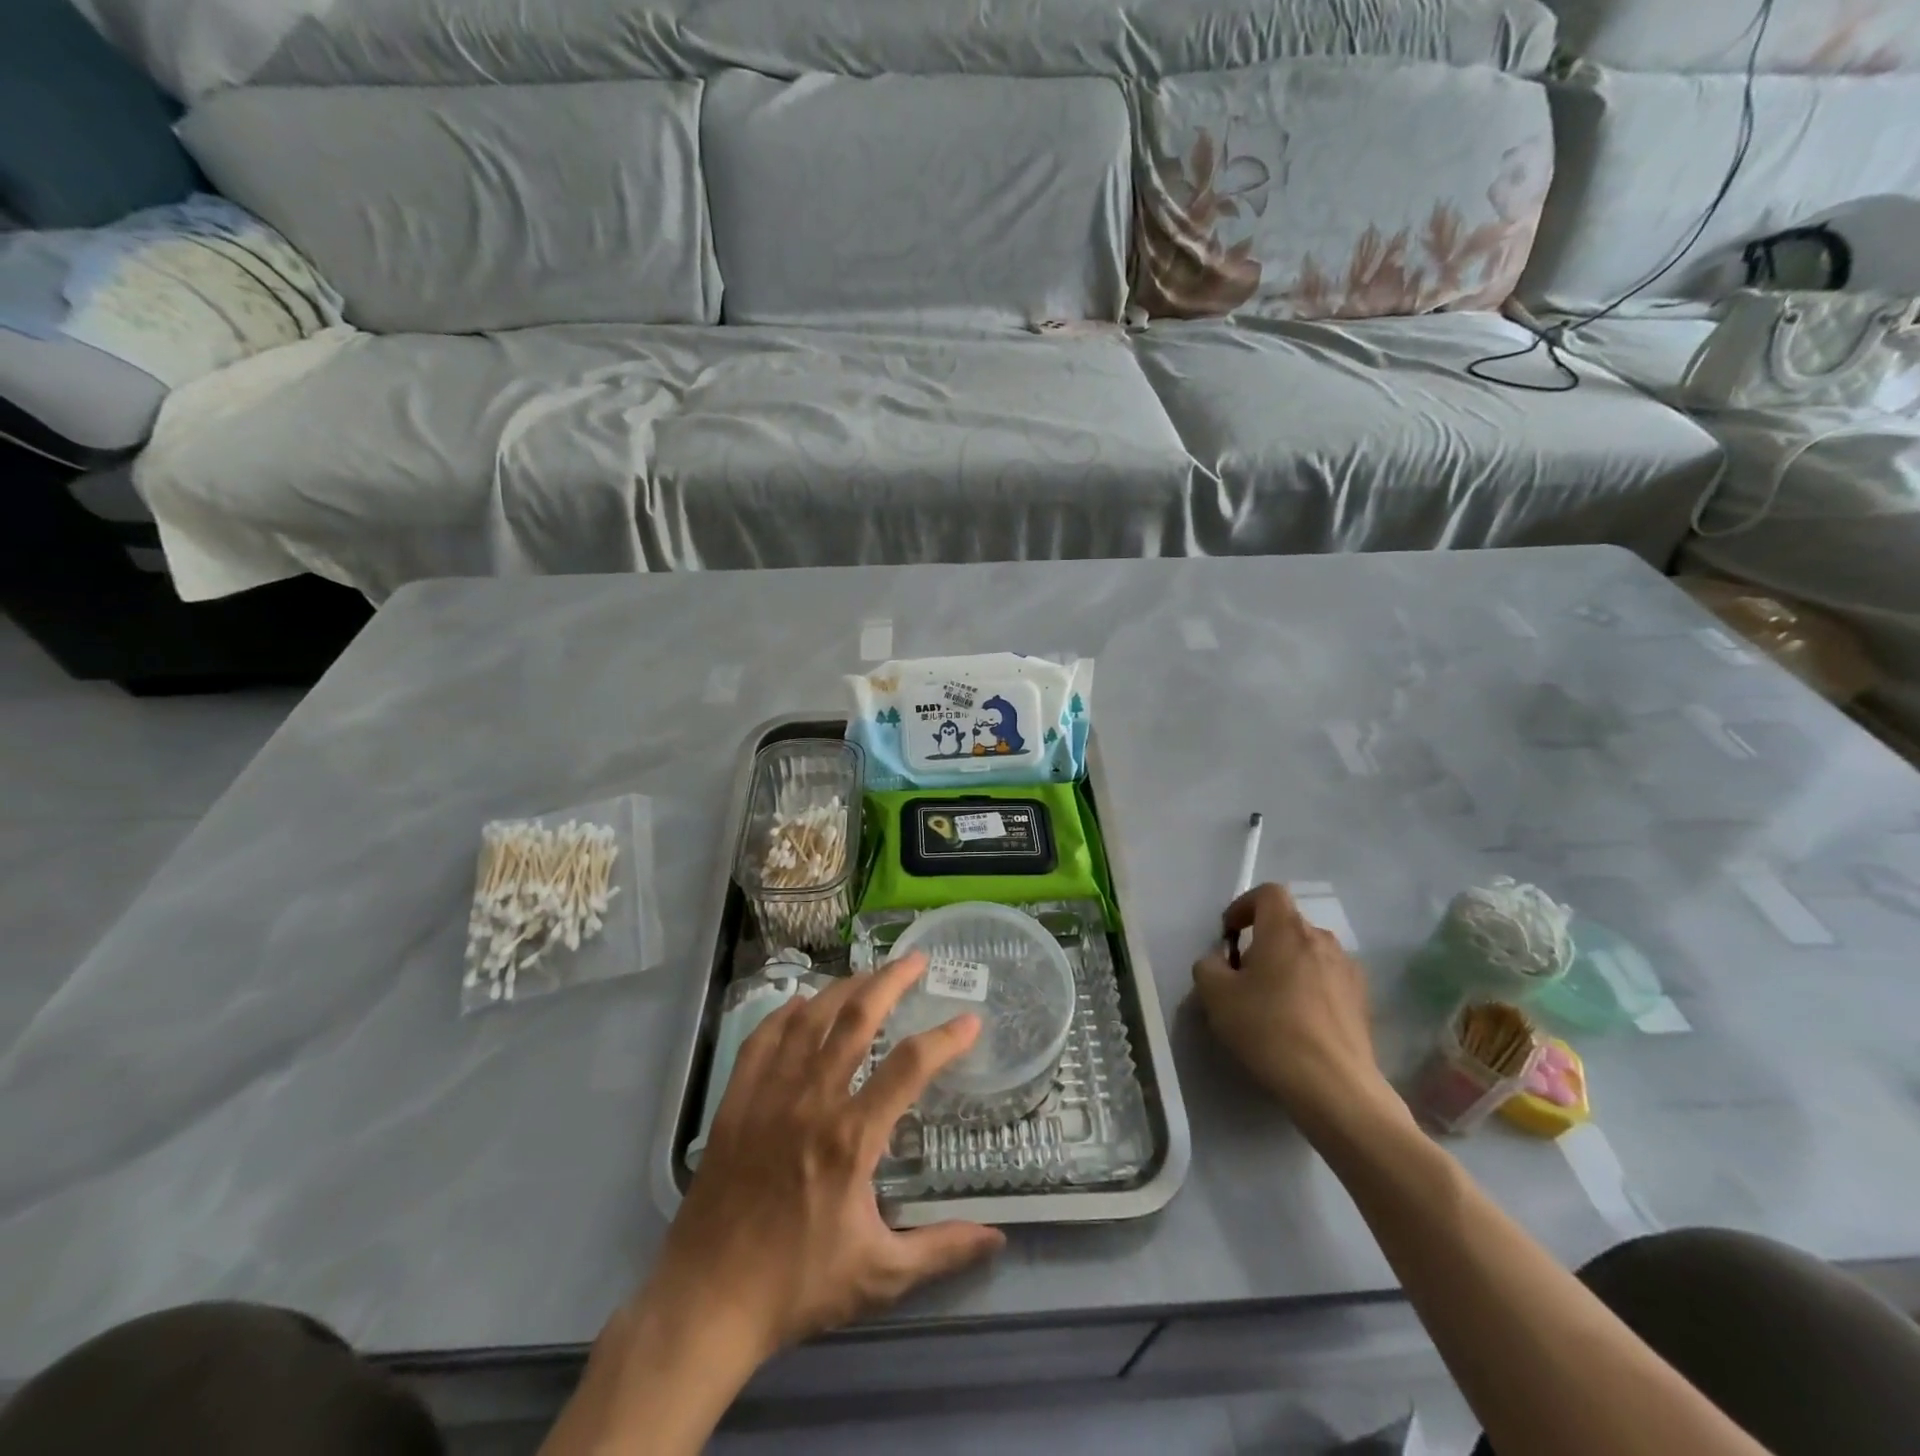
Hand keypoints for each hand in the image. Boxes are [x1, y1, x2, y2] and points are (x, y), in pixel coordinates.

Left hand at [642, 952, 1006, 1362]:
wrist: (708, 1301)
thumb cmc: (798, 1285)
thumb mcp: (880, 1275)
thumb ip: (941, 1248)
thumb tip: (998, 1238)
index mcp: (852, 1137)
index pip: (910, 1067)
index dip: (945, 1039)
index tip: (970, 1021)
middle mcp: (813, 1100)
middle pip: (857, 1019)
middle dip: (891, 981)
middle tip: (915, 960)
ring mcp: (769, 1095)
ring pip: (810, 1019)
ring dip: (843, 988)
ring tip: (868, 974)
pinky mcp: (736, 1101)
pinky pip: (762, 1039)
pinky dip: (785, 1014)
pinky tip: (800, 1004)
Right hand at [1192, 884, 1395, 1134]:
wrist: (1334, 1086)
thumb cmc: (1268, 1029)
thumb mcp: (1216, 996)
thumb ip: (1209, 966)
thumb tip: (1220, 961)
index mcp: (1286, 930)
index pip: (1268, 892)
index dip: (1244, 906)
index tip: (1230, 935)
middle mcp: (1322, 940)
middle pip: (1288, 924)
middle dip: (1264, 941)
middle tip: (1245, 975)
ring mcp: (1348, 970)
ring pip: (1309, 953)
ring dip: (1289, 965)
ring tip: (1273, 1001)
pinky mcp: (1363, 1001)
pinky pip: (1328, 980)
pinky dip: (1310, 989)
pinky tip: (1299, 1023)